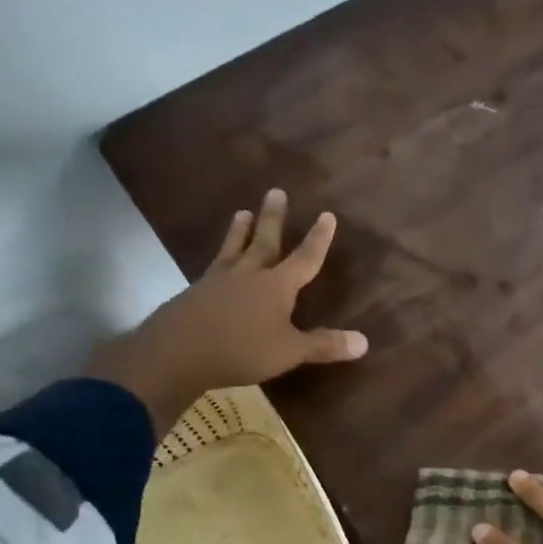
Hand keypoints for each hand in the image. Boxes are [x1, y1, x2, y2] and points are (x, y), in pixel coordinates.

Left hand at [85, 188, 366, 434]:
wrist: (177, 352)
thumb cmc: (242, 349)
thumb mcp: (290, 351)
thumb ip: (324, 345)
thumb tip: (364, 342)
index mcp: (276, 286)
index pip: (304, 258)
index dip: (318, 239)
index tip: (327, 215)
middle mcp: (248, 275)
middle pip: (265, 241)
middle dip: (273, 218)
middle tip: (276, 191)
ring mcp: (218, 281)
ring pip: (234, 249)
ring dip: (240, 231)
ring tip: (242, 213)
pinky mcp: (196, 293)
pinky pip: (214, 268)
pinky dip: (220, 259)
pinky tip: (217, 264)